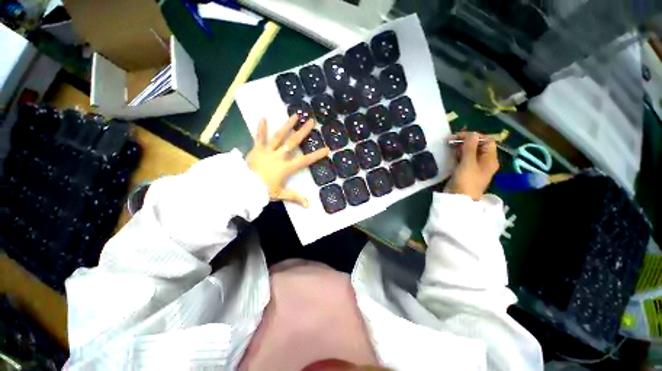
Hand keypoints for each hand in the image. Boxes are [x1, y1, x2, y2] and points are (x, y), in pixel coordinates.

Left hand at [246, 115, 328, 207]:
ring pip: (279, 136)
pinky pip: (259, 137)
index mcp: (286, 167)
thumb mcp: (280, 194)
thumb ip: (295, 198)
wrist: (243, 187)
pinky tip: (263, 116)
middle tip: (311, 122)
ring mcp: (267, 151)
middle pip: (293, 143)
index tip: (326, 149)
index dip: (316, 155)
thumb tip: (309, 206)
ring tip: (295, 115)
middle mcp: (279, 156)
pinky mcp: (256, 149)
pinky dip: (261, 128)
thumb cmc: (263, 191)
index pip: (304, 161)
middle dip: (303, 132)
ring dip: (287, 125)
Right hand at [445, 132, 498, 199]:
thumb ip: (470, 147)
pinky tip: (449, 153)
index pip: (487, 141)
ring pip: (469, 152)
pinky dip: (457, 154)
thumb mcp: (468, 163)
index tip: (460, 136)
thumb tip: (472, 134)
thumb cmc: (466, 180)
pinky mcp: (465, 171)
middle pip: (478, 146)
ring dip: (460, 147)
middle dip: (465, 141)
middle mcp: (484, 161)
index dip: (475, 136)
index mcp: (490, 159)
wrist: (458, 198)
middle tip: (450, 140)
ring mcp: (474, 167)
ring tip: (448, 145)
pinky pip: (463, 158)